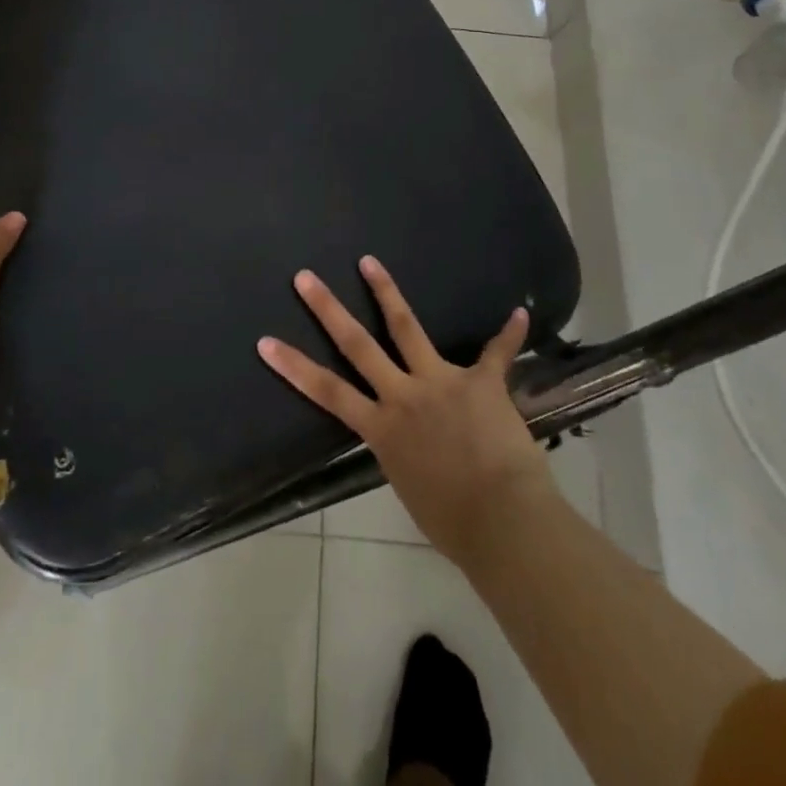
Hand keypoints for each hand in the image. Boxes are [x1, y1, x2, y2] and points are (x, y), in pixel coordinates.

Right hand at [257, 256, 552, 565]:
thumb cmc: (453, 524)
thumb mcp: (411, 488)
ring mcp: (440, 382)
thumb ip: (403, 456)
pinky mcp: (480, 383)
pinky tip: (520, 314)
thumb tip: (410, 446)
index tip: (266, 341)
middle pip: (357, 344)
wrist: (503, 523)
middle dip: (328, 309)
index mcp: (382, 429)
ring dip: (386, 291)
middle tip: (305, 277)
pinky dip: (510, 334)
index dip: (294, 366)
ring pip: (406, 327)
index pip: (327, 392)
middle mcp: (403, 396)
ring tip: (369, 261)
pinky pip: (496, 354)